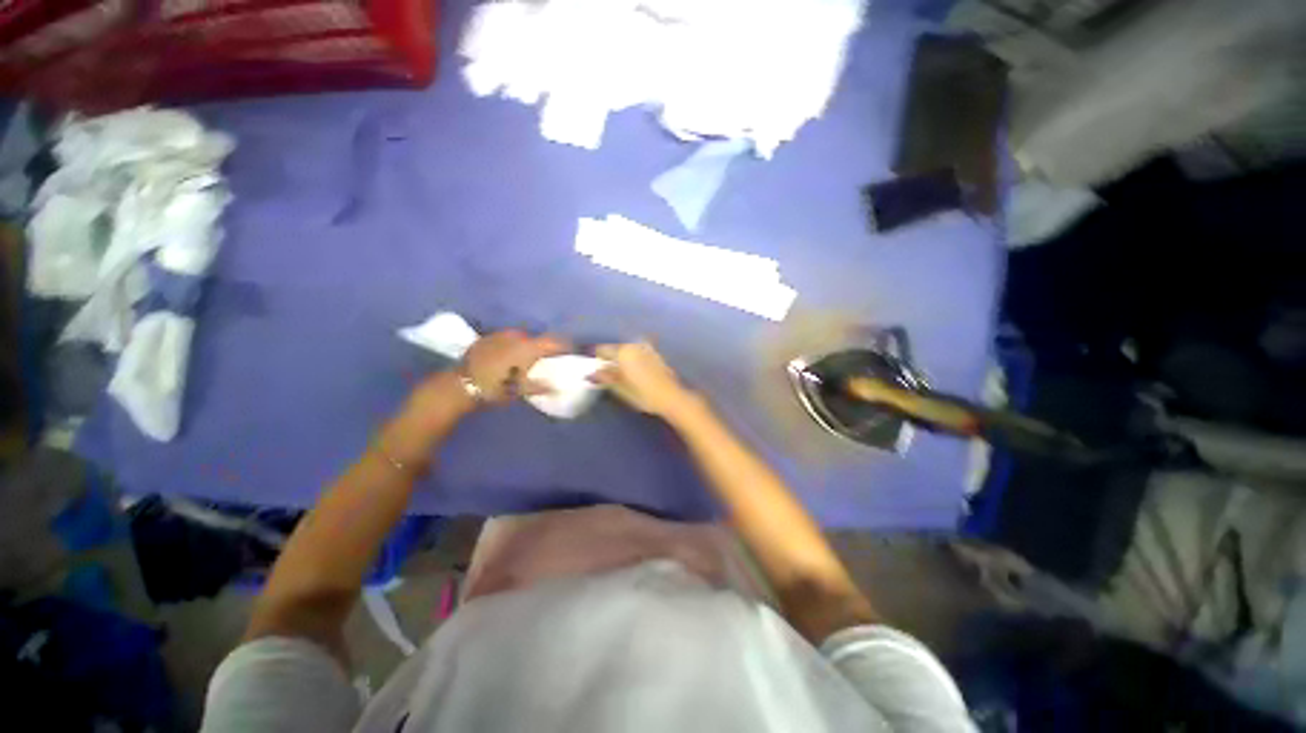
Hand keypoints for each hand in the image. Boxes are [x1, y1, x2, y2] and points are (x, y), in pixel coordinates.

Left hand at [461, 330, 567, 403]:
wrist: (460, 385)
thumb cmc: (495, 388)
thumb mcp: (520, 390)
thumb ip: (540, 386)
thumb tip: (558, 387)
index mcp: (528, 348)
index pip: (553, 342)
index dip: (565, 345)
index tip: (571, 351)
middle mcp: (516, 336)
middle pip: (537, 339)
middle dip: (543, 348)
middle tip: (545, 360)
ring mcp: (500, 335)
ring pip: (521, 338)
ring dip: (526, 346)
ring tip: (525, 359)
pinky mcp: (486, 338)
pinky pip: (506, 339)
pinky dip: (511, 346)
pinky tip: (507, 356)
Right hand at [593, 342, 698, 419]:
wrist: (672, 397)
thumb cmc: (644, 394)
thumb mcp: (621, 389)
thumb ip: (606, 378)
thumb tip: (591, 373)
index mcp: (623, 352)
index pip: (603, 350)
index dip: (597, 359)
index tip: (595, 369)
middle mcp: (635, 345)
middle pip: (616, 349)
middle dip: (611, 359)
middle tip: (607, 374)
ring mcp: (648, 349)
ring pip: (629, 351)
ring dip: (623, 360)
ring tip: (622, 375)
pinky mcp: (657, 355)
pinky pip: (639, 354)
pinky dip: (634, 360)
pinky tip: (636, 373)